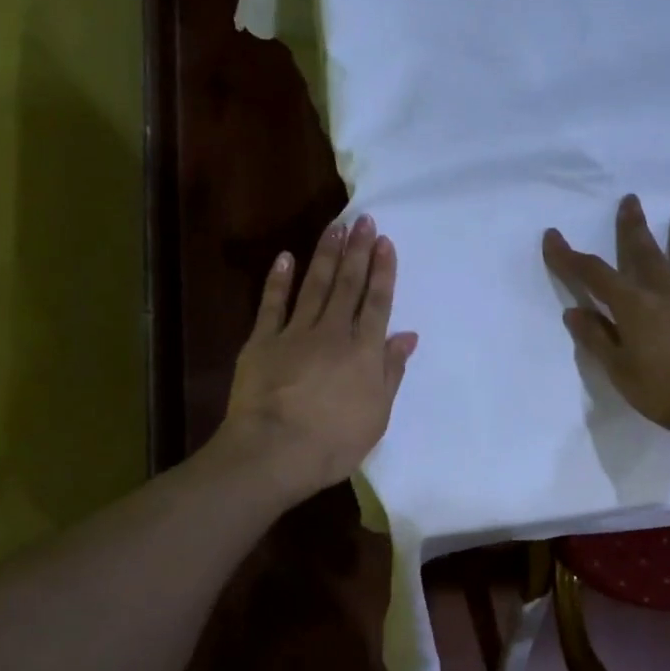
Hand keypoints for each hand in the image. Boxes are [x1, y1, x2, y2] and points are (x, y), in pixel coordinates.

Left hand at [221, 215, 417, 501]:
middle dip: (358, 251)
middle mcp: (333, 333)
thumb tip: (407, 336)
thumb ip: (391, 372)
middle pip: (348, 285)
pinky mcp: (262, 341)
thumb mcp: (377, 414)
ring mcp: (295, 333)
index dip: (383, 272)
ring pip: (315, 285)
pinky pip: (272, 304)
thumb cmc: (335, 442)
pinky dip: (279, 280)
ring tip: (335, 227)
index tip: (385, 243)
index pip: (377, 303)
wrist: (275, 451)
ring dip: (326, 254)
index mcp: (364, 352)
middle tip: (364, 220)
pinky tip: (286, 258)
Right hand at [542, 195, 669, 439]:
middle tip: (631, 201)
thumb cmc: (663, 392)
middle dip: (634, 228)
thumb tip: (574, 311)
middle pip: (647, 255)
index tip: (553, 236)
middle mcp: (668, 296)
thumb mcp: (619, 370)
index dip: (571, 257)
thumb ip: (597, 339)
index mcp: (635, 308)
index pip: (596, 276)